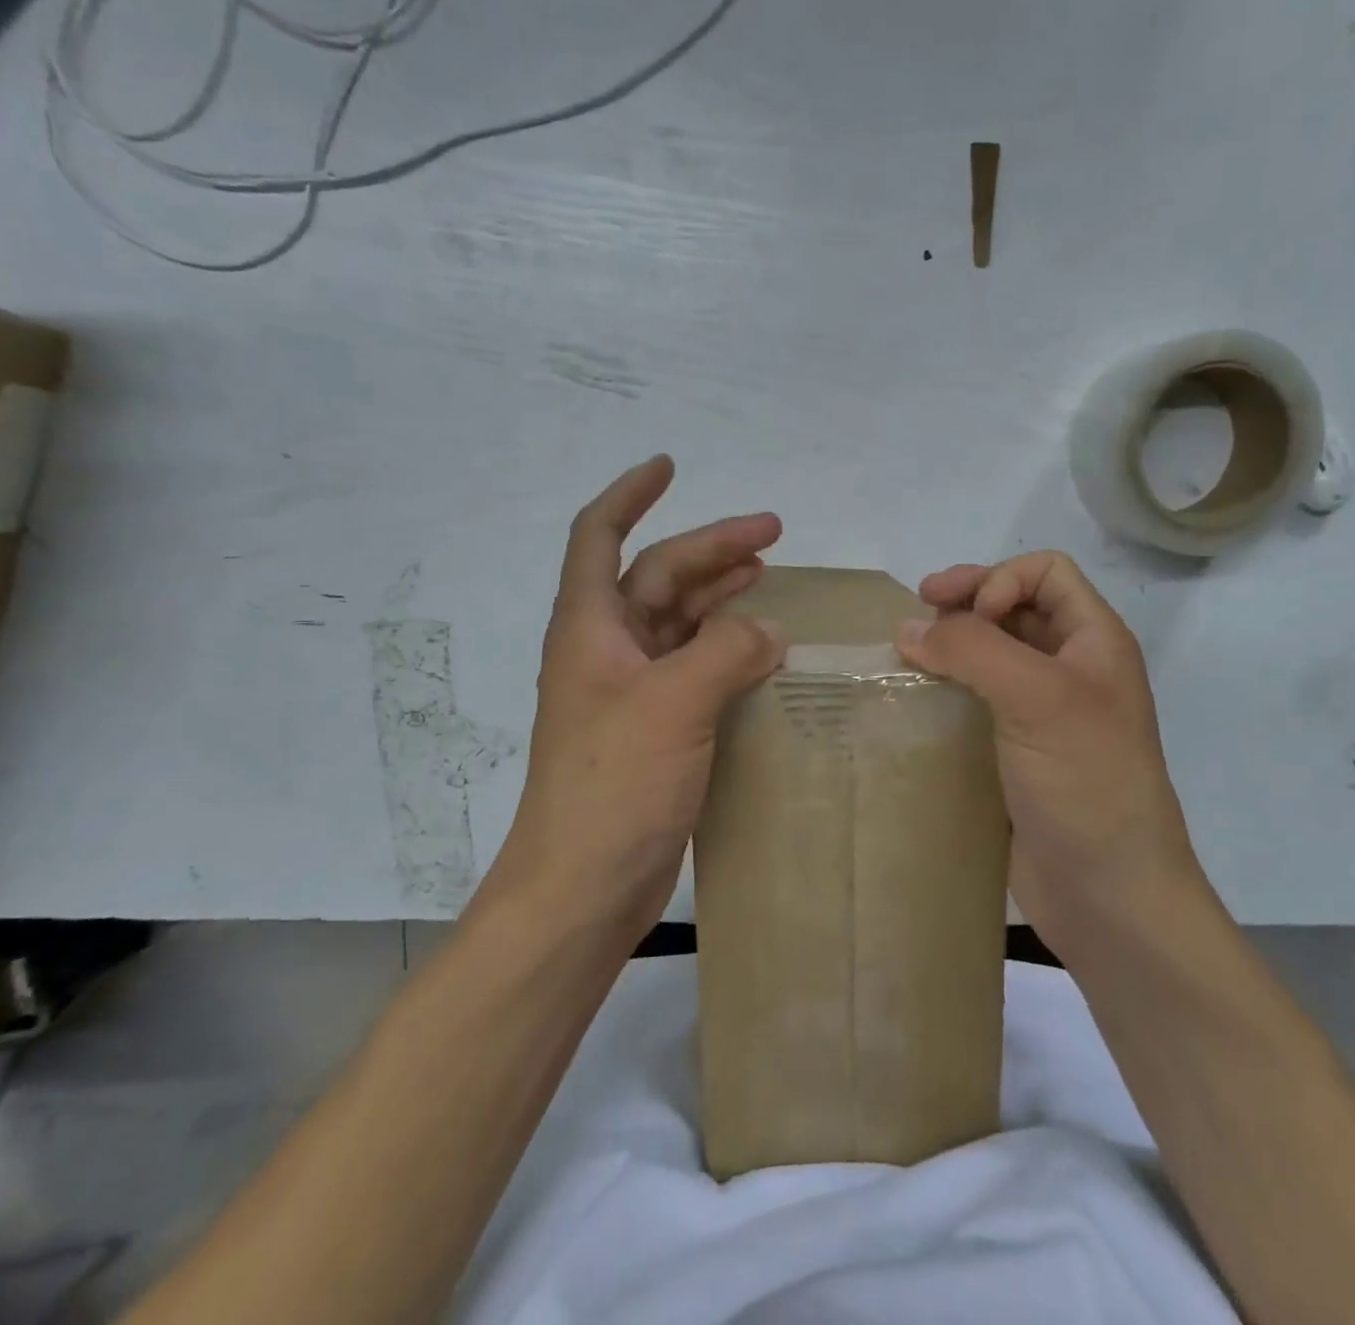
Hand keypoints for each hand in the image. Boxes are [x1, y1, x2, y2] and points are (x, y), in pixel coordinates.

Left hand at [494, 457, 786, 934]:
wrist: (581, 888)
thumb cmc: (613, 786)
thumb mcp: (673, 704)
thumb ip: (726, 652)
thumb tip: (766, 630)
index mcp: (589, 628)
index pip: (599, 536)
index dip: (630, 493)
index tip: (669, 465)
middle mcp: (605, 651)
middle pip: (656, 577)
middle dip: (709, 549)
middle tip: (774, 534)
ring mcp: (629, 693)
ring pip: (677, 623)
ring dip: (719, 596)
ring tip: (768, 577)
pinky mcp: (653, 731)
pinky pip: (693, 670)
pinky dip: (726, 651)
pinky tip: (763, 652)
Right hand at [894, 552, 1206, 955]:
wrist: (1109, 894)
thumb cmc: (1087, 783)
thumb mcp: (1039, 699)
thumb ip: (973, 650)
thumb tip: (907, 629)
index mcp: (1094, 642)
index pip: (1046, 572)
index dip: (1000, 579)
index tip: (965, 618)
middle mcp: (1069, 668)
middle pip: (1012, 606)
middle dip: (964, 602)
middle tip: (915, 615)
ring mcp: (1040, 712)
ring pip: (989, 653)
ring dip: (948, 645)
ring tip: (907, 656)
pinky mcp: (1013, 750)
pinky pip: (974, 699)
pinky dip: (943, 688)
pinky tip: (915, 700)